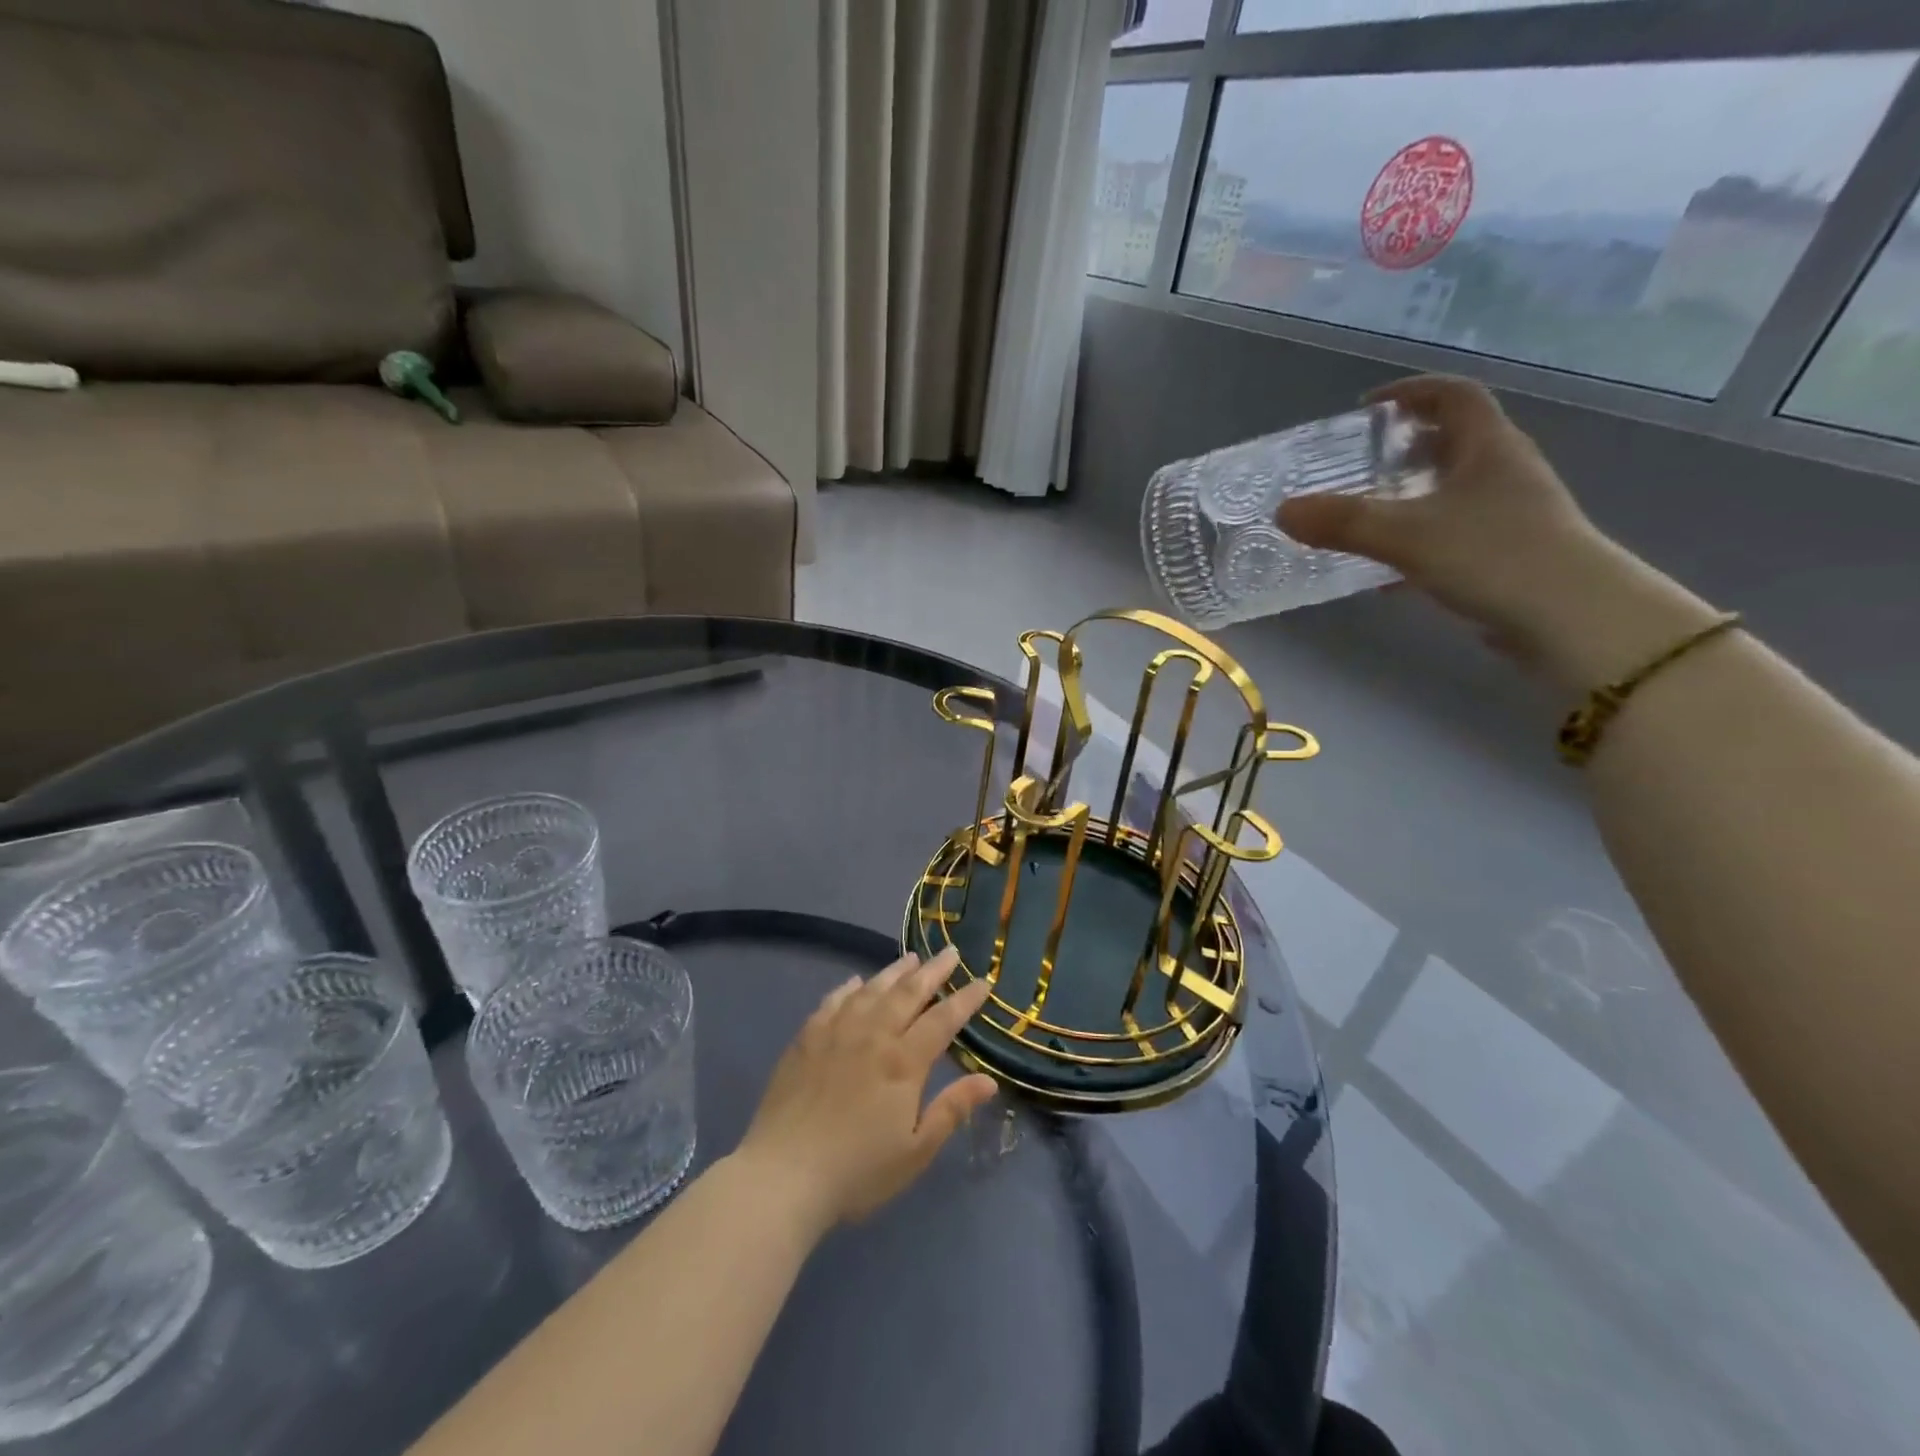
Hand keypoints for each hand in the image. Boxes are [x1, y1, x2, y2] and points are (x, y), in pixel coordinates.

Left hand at [734, 947, 995, 1234]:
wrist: (783, 1175)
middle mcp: (872, 1035)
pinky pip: (833, 1002)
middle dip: (933, 971)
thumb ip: (951, 1110)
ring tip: (910, 958)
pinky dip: (849, 988)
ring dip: (894, 972)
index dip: (965, 1000)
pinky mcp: (806, 1040)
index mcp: (903, 1062)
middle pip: (908, 993)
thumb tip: (988, 1079)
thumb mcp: (915, 1151)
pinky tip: (856, 983)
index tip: (982, 982)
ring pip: (871, 990)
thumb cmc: (857, 1171)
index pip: (942, 1020)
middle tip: (950, 952)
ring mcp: (836, 1033)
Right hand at [1278, 374, 1611, 659]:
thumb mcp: (1406, 535)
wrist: (1572, 619)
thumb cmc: (1494, 556)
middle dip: (1404, 446)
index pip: (1454, 395)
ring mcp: (1509, 514)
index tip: (1366, 409)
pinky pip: (1452, 532)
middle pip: (1454, 441)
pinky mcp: (1506, 554)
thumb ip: (1343, 522)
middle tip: (1358, 464)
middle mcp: (1504, 471)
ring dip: (1409, 495)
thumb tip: (1282, 511)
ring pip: (1451, 490)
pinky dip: (1417, 539)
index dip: (1411, 392)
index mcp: (1489, 447)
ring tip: (1364, 514)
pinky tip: (1387, 570)